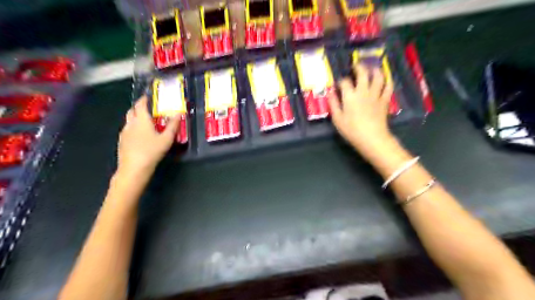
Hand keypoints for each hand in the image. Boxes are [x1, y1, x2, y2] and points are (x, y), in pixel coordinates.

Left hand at [117, 96, 178, 175]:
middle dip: (139, 107)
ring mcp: (124, 132)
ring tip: (146, 121)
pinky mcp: (122, 141)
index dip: (144, 99)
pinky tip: (140, 135)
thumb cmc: (152, 151)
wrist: (134, 168)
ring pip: (129, 120)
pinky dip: (134, 127)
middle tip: (148, 108)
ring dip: (136, 117)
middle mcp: (130, 123)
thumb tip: (178, 114)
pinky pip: (128, 129)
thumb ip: (173, 126)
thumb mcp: (167, 139)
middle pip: (132, 111)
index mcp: (141, 120)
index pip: (140, 104)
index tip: (149, 96)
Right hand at [329, 63, 398, 158]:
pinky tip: (386, 78)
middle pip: (363, 73)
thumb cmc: (351, 130)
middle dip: (358, 67)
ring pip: (378, 77)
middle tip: (355, 65)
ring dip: (374, 69)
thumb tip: (330, 92)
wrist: (372, 138)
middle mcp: (363, 91)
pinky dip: (387, 80)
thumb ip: (333, 104)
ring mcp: (376, 95)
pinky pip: (388, 86)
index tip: (339, 84)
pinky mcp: (385, 100)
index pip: (345, 82)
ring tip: (371, 67)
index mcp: (350, 96)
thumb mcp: (337, 119)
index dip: (341, 81)